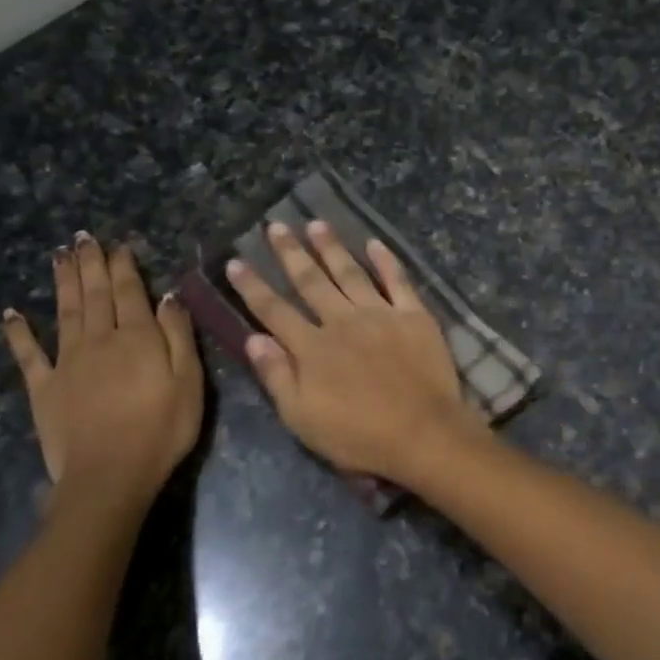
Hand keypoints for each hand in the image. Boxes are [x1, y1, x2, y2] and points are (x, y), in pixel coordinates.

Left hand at [2, 232, 202, 502]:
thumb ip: (178, 335)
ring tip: (58, 255)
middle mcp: (99, 339)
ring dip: (62, 282)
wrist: (110, 475)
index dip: (123, 266)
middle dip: (90, 264)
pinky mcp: (44, 388)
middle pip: (94, 294)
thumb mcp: (189, 381)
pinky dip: (18, 332)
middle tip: (82, 237)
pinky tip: (11, 314)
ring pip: (64, 312)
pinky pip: (28, 354)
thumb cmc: (162, 429)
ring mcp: (67, 362)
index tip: (118, 244)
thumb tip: (168, 296)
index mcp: (137, 337)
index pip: (130, 291)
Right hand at [226, 220, 482, 486]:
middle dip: (290, 253)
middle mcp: (341, 321)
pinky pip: (397, 280)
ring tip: (316, 223)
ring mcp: (380, 314)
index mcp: (312, 348)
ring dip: (331, 247)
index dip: (253, 286)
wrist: (423, 433)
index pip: (274, 310)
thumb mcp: (303, 418)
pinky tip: (374, 242)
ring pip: (350, 272)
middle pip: (310, 281)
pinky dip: (386, 260)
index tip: (236, 261)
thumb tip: (252, 337)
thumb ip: (277, 375)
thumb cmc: (359, 436)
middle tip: (276, 225)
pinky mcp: (414, 316)